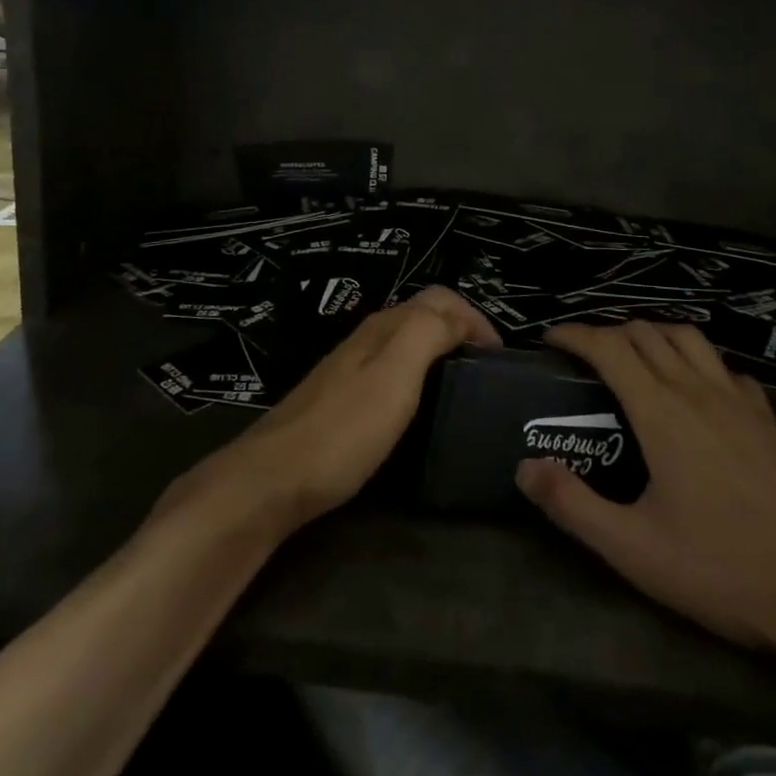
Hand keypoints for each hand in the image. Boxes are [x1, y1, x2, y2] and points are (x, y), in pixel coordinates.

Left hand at [160, 286, 500, 536]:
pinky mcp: (342, 398)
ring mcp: (351, 368)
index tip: (501, 359)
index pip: (440, 298)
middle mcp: (367, 337)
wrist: (274, 477)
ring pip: (406, 342)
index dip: (476, 318)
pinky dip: (419, 376)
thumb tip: (459, 316)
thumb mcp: (394, 375)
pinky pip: (391, 370)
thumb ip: (427, 333)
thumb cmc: (343, 429)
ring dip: (440, 352)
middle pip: (422, 315)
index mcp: (384, 327)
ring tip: (464, 390)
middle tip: (487, 373)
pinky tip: (422, 408)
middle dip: (460, 331)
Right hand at [516, 322, 775, 664]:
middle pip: (646, 332)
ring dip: (653, 335)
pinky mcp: (770, 421)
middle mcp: (698, 390)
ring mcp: (740, 402)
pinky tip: (698, 391)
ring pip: (689, 338)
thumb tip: (523, 467)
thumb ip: (572, 505)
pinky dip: (699, 362)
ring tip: (635, 359)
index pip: (608, 345)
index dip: (574, 334)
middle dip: (607, 332)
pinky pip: (726, 368)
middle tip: (584, 357)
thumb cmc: (726, 570)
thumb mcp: (635, 549)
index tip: (549, 340)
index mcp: (661, 411)